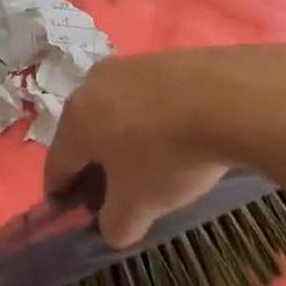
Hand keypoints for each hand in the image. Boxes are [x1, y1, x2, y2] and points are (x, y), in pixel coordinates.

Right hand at [43, 49, 242, 247]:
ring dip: (124, 137)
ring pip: (115, 111)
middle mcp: (92, 85)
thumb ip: (115, 225)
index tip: (74, 213)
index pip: (56, 165)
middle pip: (84, 134)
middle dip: (95, 164)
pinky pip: (147, 96)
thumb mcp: (139, 206)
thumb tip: (112, 228)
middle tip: (116, 191)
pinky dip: (153, 117)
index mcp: (74, 121)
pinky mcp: (163, 57)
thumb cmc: (167, 155)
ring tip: (151, 161)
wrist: (228, 98)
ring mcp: (128, 65)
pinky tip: (177, 133)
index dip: (62, 194)